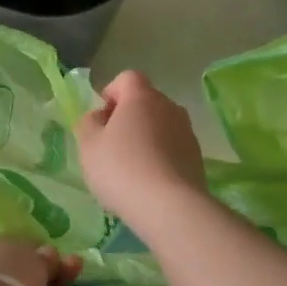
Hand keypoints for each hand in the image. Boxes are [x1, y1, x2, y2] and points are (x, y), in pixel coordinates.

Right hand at [75, 70, 206, 219]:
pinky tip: (149, 182)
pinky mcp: (197, 158)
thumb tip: (99, 117)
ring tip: (131, 169)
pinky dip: (160, 157)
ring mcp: (187, 132)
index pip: (127, 78)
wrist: (170, 207)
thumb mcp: (88, 145)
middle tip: (111, 145)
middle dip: (128, 117)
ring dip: (146, 138)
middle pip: (146, 102)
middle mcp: (169, 107)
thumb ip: (88, 123)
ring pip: (161, 126)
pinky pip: (173, 148)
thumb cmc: (121, 168)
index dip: (111, 93)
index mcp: (142, 97)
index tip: (101, 118)